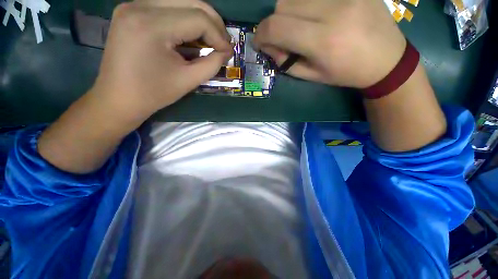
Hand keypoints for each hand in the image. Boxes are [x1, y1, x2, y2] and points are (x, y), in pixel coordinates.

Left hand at [92, 3, 232, 121]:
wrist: (118, 98)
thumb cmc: (153, 94)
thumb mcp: (188, 81)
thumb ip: (212, 64)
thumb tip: (226, 52)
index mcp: (151, 25)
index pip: (198, 19)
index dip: (219, 35)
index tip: (228, 52)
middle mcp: (140, 6)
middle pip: (191, 2)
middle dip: (214, 23)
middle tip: (224, 43)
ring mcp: (133, 5)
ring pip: (181, 1)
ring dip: (202, 20)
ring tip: (212, 39)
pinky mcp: (132, 11)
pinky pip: (168, 7)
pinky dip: (186, 20)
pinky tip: (193, 35)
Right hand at [253, 0, 406, 87]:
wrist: (387, 59)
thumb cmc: (345, 73)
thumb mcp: (312, 76)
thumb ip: (286, 62)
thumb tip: (268, 46)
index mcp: (322, 41)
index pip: (277, 27)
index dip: (261, 34)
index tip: (259, 42)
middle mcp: (333, 10)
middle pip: (283, 5)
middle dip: (274, 23)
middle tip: (280, 37)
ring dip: (288, 12)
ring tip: (299, 26)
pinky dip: (304, 3)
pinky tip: (313, 15)